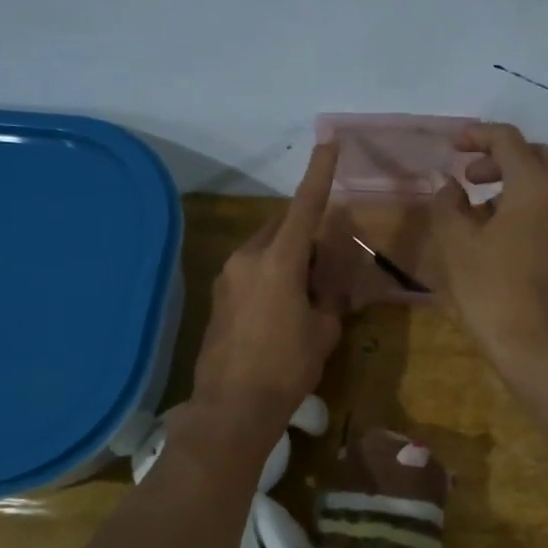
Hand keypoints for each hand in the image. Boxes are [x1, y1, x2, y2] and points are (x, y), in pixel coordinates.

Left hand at [190, 142, 343, 436]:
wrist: (232, 408)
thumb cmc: (287, 368)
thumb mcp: (323, 331)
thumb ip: (329, 296)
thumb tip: (328, 282)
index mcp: (278, 261)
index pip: (304, 206)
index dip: (319, 172)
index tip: (329, 140)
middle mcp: (247, 258)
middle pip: (281, 227)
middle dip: (306, 232)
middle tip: (328, 260)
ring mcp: (227, 277)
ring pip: (265, 248)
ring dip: (288, 256)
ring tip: (308, 290)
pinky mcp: (218, 297)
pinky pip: (251, 270)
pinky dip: (271, 274)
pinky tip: (283, 307)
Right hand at [431, 123, 547, 372]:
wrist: (542, 350)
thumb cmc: (493, 293)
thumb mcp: (458, 247)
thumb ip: (448, 205)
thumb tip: (449, 185)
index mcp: (537, 187)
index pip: (508, 141)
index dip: (478, 136)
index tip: (454, 146)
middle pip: (535, 157)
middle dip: (500, 160)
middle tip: (469, 179)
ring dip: (516, 184)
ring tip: (482, 211)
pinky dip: (532, 207)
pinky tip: (507, 236)